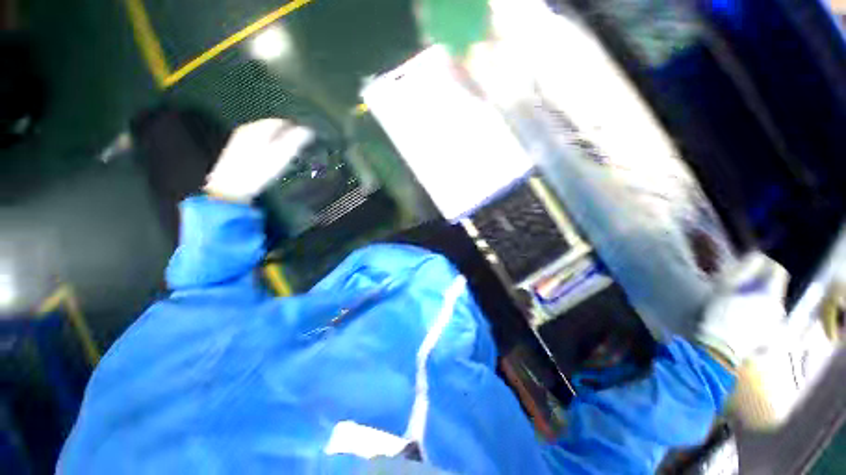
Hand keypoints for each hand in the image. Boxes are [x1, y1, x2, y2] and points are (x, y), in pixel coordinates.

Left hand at [204, 118, 313, 201]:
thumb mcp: (281, 156)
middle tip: (297, 148)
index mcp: (259, 128)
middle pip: (271, 127)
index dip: (294, 130)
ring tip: (286, 154)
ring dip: (275, 141)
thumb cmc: (259, 171)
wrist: (231, 188)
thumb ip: (294, 141)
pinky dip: (266, 146)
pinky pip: (256, 141)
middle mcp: (248, 129)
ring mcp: (240, 138)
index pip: (281, 122)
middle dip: (284, 135)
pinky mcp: (236, 149)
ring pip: (263, 134)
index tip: (304, 140)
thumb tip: (307, 130)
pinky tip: (270, 158)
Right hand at [697, 252, 788, 366]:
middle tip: (739, 288)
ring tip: (740, 306)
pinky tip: (745, 320)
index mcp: (769, 294)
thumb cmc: (719, 314)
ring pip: (772, 305)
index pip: (778, 271)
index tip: (753, 265)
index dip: (767, 265)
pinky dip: (760, 315)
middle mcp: (780, 307)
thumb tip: (757, 257)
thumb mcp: (725, 288)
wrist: (720, 348)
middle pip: (774, 289)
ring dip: (759, 301)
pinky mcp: (773, 337)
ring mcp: (778, 324)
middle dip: (760, 286)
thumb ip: (743, 271)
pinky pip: (770, 319)